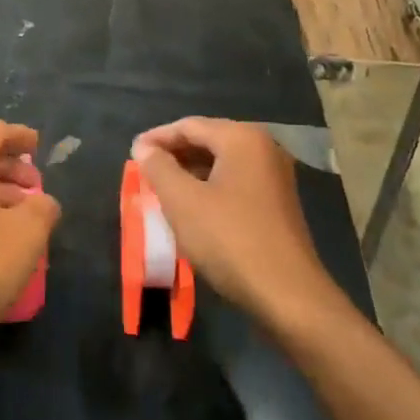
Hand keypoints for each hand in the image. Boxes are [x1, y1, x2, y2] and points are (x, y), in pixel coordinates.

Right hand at [131, 118, 337, 329]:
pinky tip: (191, 207)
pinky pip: (235, 181)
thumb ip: (159, 168)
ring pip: (222, 162)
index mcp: (242, 138)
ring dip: (190, 172)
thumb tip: (143, 147)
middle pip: (208, 140)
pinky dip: (209, 187)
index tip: (131, 153)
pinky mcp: (278, 202)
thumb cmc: (229, 239)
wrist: (287, 294)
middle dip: (174, 154)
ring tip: (161, 188)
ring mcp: (275, 176)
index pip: (190, 126)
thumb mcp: (182, 202)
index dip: (157, 138)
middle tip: (144, 170)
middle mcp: (264, 148)